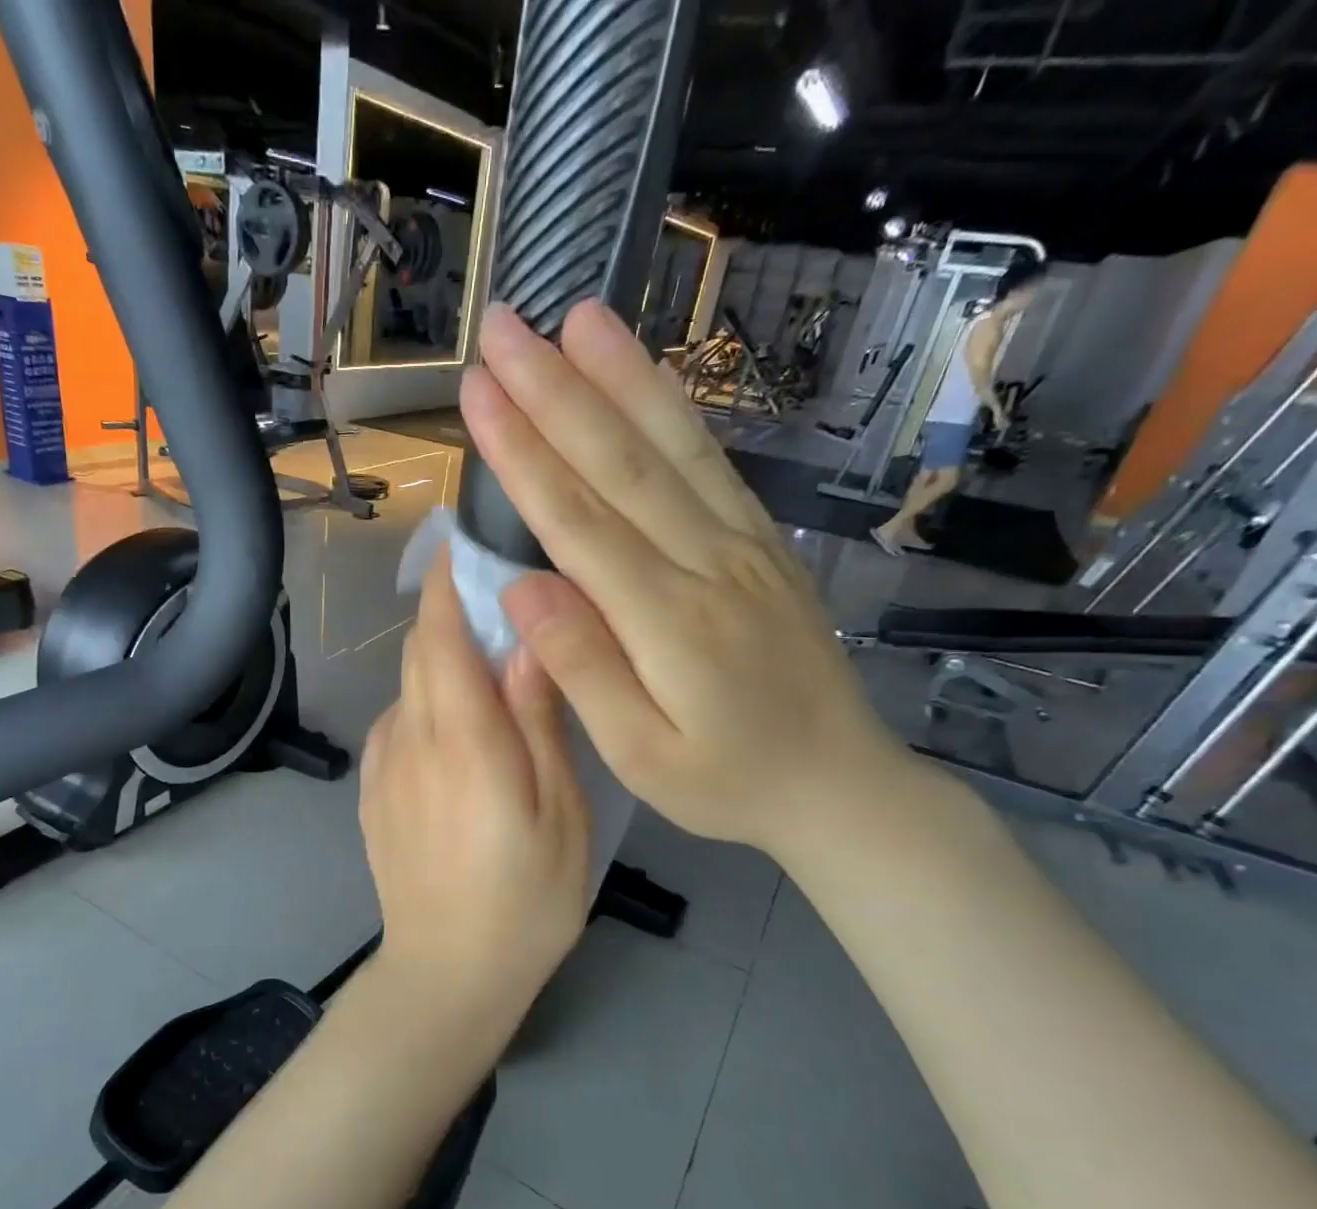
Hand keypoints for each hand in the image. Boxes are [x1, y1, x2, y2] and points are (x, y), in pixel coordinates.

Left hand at [360, 553, 590, 1005]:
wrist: (446, 973)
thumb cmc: (524, 899)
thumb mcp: (558, 812)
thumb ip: (539, 721)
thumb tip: (530, 641)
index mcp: (461, 737)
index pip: (441, 633)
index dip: (448, 581)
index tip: (463, 541)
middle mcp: (410, 737)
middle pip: (419, 651)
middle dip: (450, 615)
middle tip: (501, 608)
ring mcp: (383, 766)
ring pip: (408, 687)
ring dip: (441, 663)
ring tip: (490, 676)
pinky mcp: (373, 792)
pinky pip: (398, 726)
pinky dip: (426, 706)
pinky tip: (459, 736)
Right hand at [462, 299, 915, 860]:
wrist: (838, 785)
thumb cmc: (726, 783)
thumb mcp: (640, 755)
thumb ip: (582, 668)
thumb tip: (520, 586)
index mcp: (668, 620)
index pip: (579, 520)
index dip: (523, 454)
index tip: (478, 393)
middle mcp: (707, 563)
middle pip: (621, 463)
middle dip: (556, 390)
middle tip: (503, 327)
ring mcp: (744, 544)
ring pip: (673, 445)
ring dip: (620, 376)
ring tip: (576, 315)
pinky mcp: (763, 542)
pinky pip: (712, 463)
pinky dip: (675, 409)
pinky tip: (644, 374)